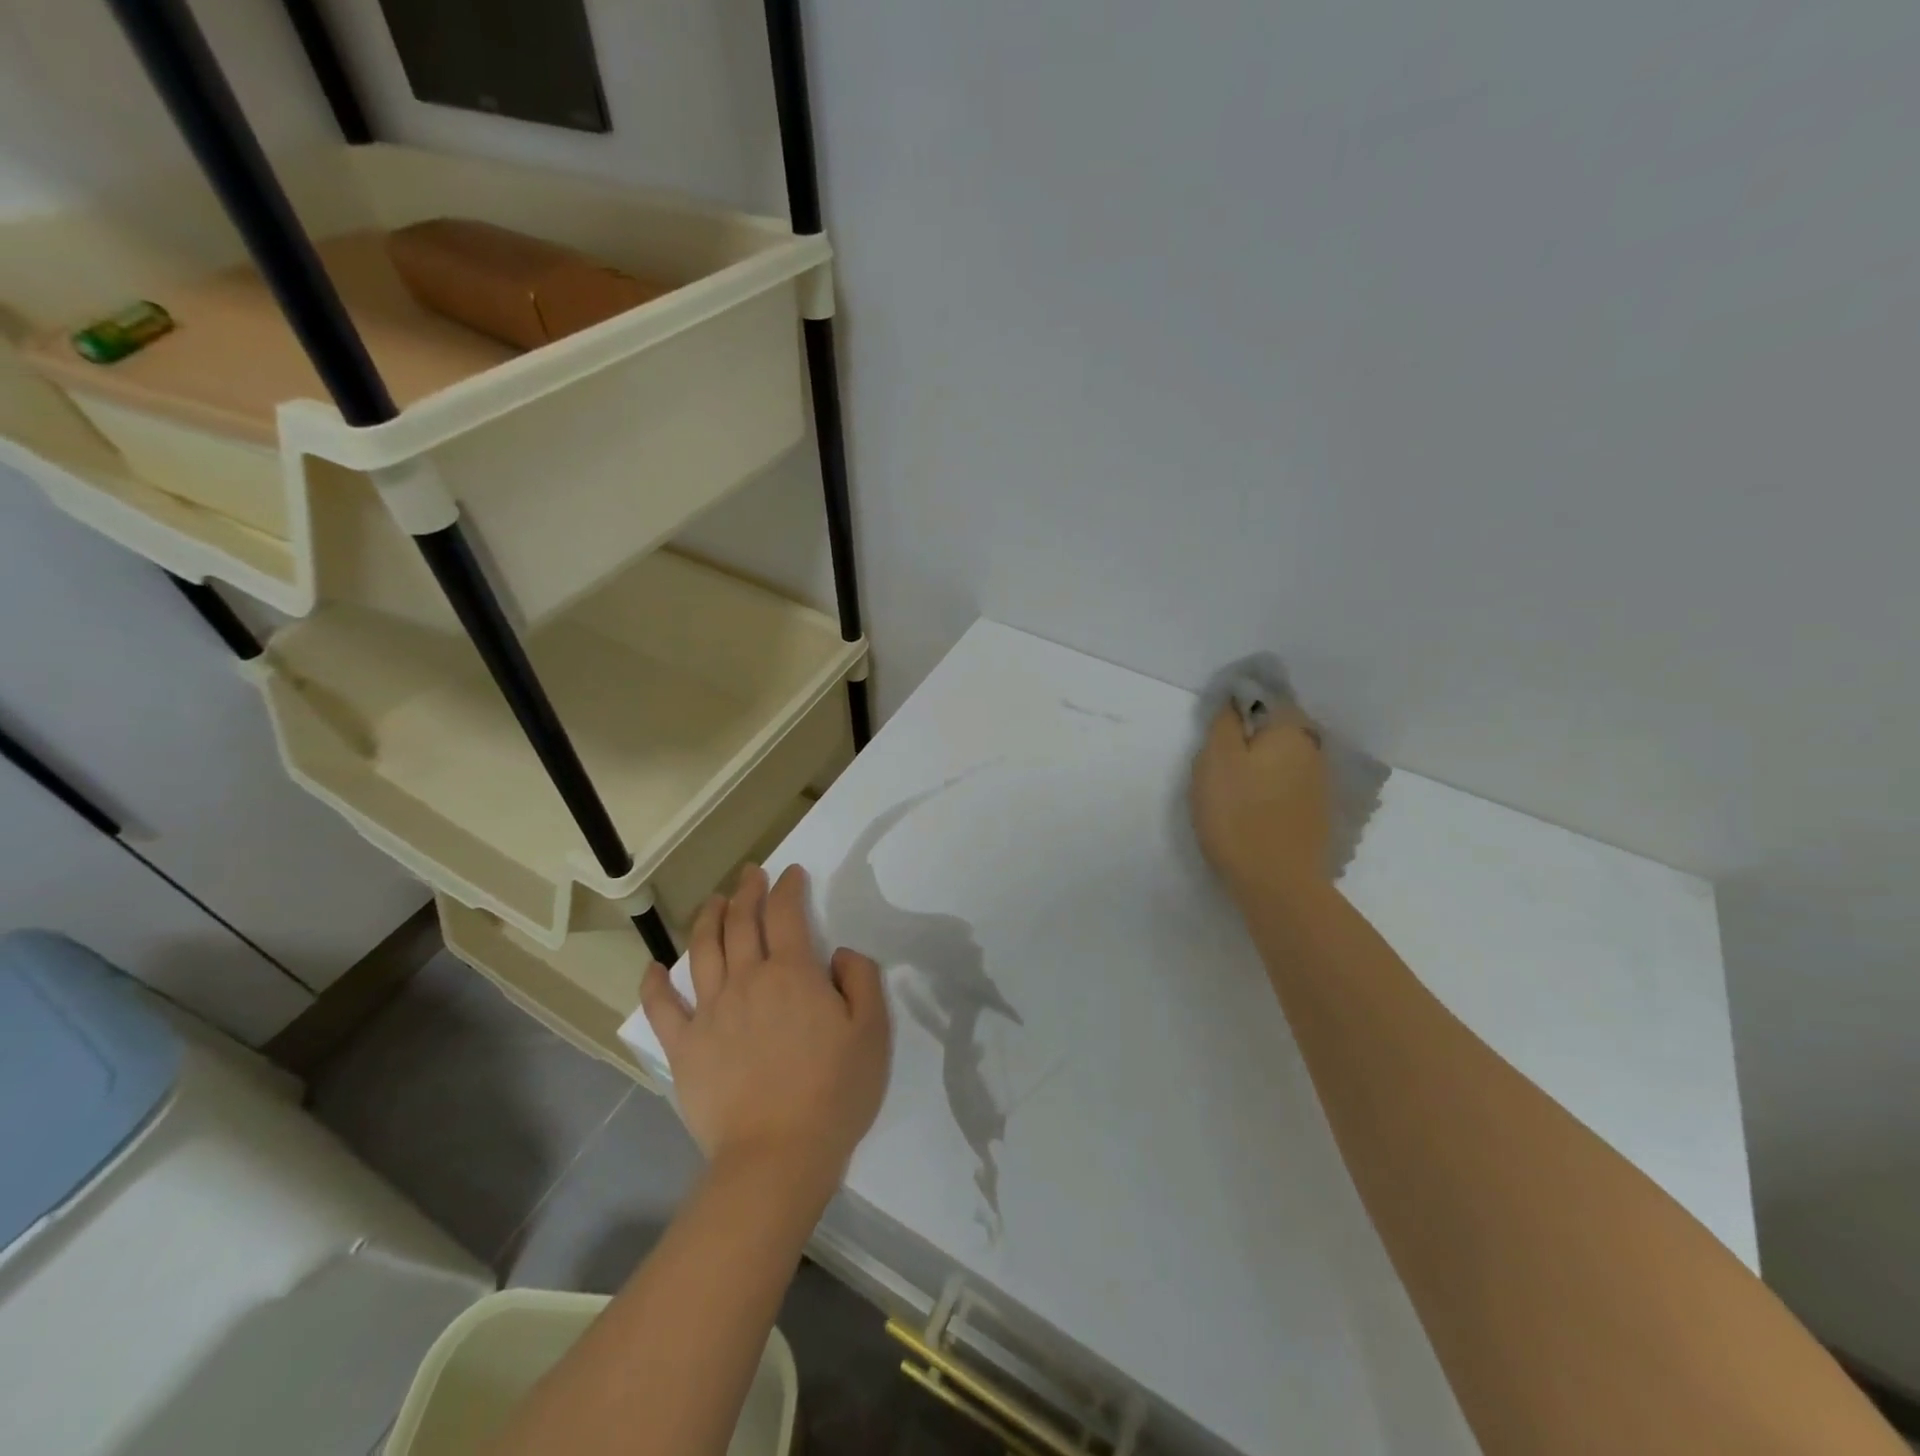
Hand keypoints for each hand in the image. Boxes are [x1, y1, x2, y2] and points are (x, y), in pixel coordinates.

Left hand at [640, 865, 889, 1194]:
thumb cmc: (833, 1092)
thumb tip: (839, 954)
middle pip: (741, 922)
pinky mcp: (684, 1046)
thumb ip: (861, 980)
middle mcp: (747, 980)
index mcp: (793, 973)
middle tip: (750, 875)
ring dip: (707, 918)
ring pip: (702, 951)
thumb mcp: (873, 1031)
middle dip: (747, 892)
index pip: (786, 914)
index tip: (791, 874)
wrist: (777, 1155)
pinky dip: (655, 983)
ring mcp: (710, 1012)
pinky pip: (662, 1007)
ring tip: (713, 901)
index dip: (788, 888)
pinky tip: (653, 967)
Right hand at [1190, 703, 1331, 902]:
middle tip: (1218, 755)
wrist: (1276, 881)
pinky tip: (1253, 804)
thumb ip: (1224, 723)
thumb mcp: (1216, 760)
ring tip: (1232, 782)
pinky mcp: (1316, 812)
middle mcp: (1313, 750)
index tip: (1216, 724)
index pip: (1266, 696)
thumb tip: (1233, 700)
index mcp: (1290, 730)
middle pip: (1278, 727)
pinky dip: (1271, 785)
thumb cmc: (1238, 814)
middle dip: (1251, 733)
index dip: (1238, 703)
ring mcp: (1319, 783)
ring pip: (1285, 757)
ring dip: (1262, 761)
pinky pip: (1290, 784)